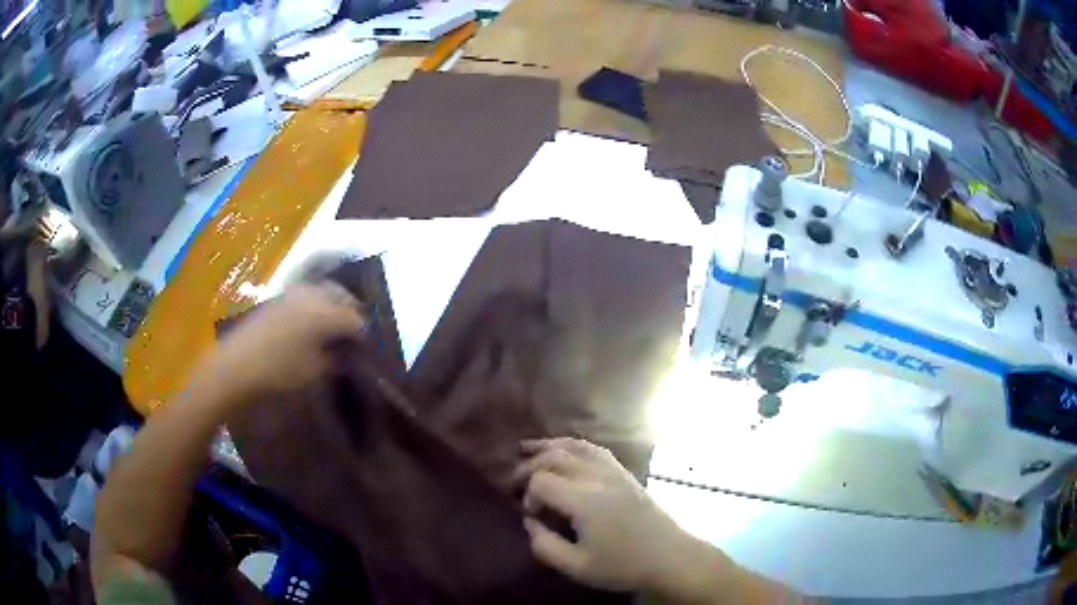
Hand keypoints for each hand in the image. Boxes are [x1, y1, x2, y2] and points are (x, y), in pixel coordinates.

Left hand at [201, 283, 364, 403]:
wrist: (236, 365)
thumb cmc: (278, 371)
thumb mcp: (313, 371)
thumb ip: (333, 359)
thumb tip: (344, 353)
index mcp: (324, 312)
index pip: (355, 318)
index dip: (363, 333)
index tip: (366, 348)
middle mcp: (311, 294)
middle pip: (340, 295)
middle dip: (350, 311)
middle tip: (354, 332)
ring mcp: (292, 293)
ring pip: (323, 290)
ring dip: (333, 304)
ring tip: (334, 326)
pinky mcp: (277, 298)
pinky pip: (306, 294)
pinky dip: (315, 304)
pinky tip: (312, 323)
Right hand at [516, 438, 712, 595]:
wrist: (669, 556)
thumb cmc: (622, 565)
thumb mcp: (577, 566)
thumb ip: (544, 545)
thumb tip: (529, 522)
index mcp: (584, 500)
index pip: (541, 480)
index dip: (527, 494)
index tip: (531, 515)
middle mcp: (597, 477)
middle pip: (554, 457)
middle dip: (529, 466)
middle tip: (515, 482)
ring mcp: (613, 471)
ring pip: (574, 446)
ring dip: (547, 446)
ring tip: (525, 448)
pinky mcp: (624, 472)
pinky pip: (594, 449)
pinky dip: (573, 445)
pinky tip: (563, 450)